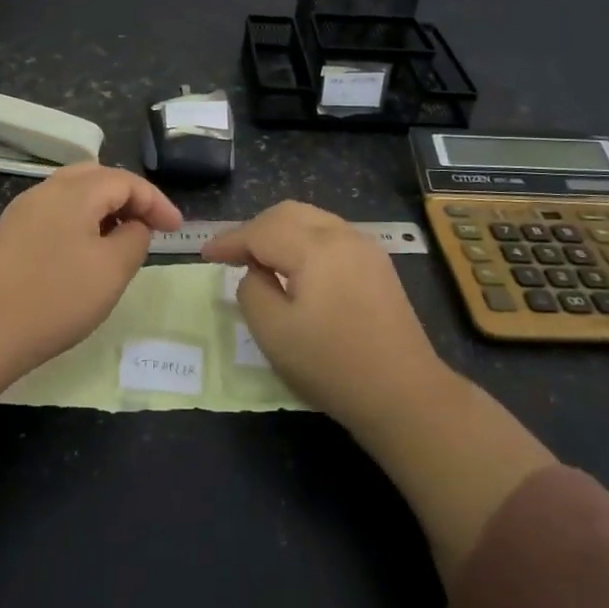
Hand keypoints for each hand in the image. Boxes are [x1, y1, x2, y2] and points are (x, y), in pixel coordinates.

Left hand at [0, 162, 183, 369]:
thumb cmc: (57, 298)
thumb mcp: (113, 270)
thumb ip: (135, 238)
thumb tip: (135, 226)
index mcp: (75, 191)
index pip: (126, 181)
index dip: (156, 202)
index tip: (177, 230)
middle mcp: (47, 189)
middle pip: (98, 177)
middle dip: (129, 198)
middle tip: (150, 226)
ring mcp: (23, 209)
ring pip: (74, 193)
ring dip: (104, 209)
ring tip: (122, 238)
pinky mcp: (10, 232)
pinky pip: (55, 212)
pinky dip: (80, 220)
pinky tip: (85, 251)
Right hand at [203, 201, 443, 433]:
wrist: (404, 394)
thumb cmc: (332, 365)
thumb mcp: (273, 333)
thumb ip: (251, 290)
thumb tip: (255, 272)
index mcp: (314, 247)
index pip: (260, 230)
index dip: (229, 241)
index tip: (204, 254)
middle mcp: (342, 235)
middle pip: (287, 213)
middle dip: (254, 229)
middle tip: (231, 255)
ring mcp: (365, 246)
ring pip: (311, 220)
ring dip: (280, 232)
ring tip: (260, 259)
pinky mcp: (377, 264)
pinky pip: (330, 235)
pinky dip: (304, 241)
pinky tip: (296, 267)